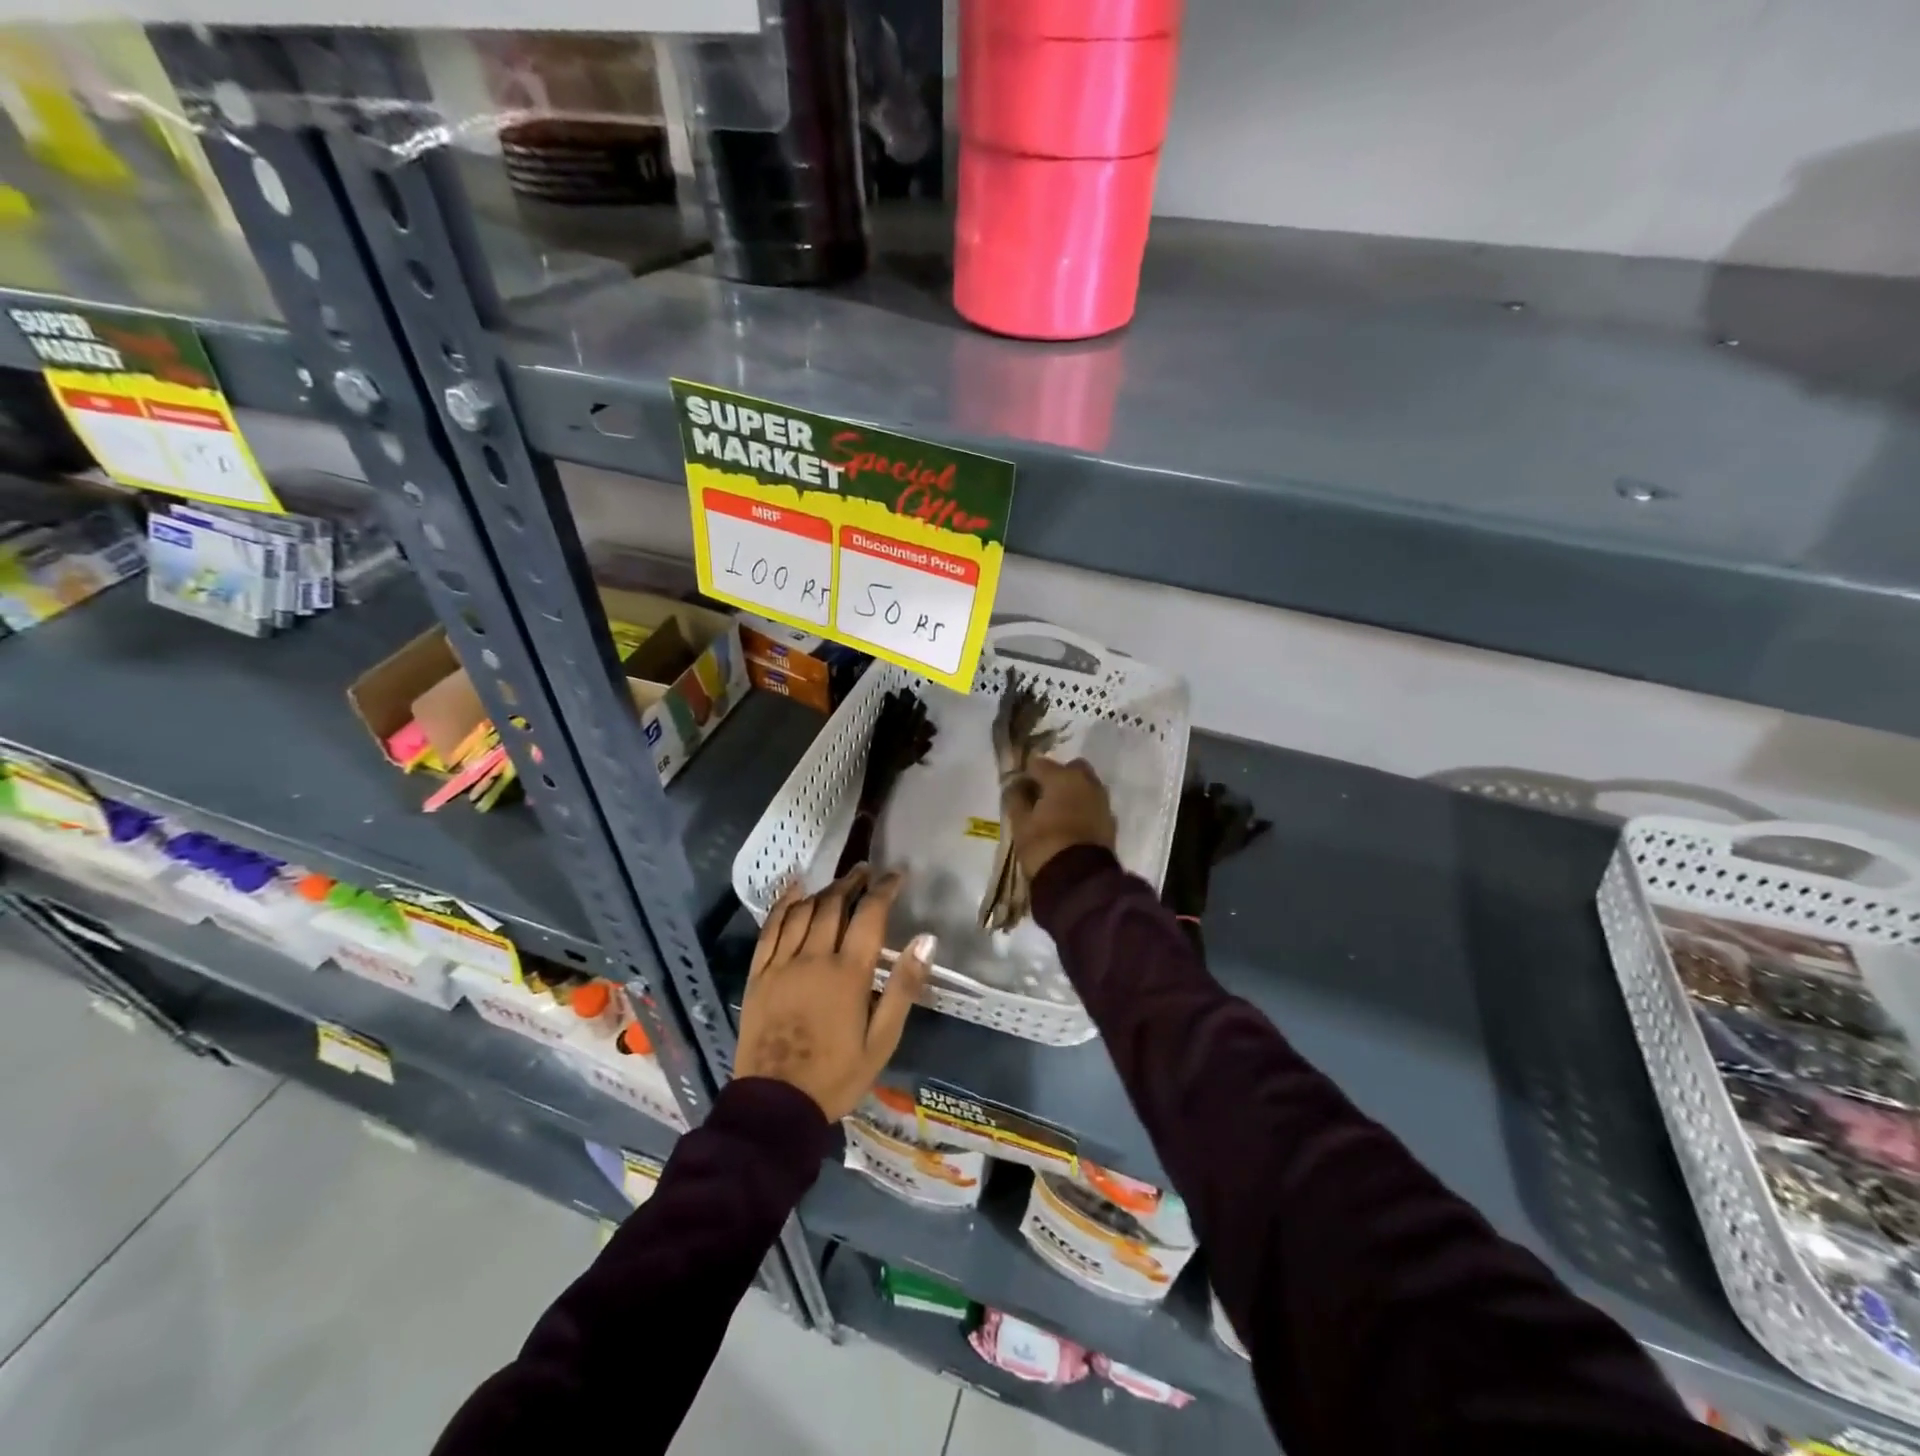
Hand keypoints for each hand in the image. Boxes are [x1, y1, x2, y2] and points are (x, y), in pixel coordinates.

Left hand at [735, 866, 933, 1121]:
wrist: (776, 1106)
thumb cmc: (837, 1076)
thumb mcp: (882, 1040)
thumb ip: (904, 987)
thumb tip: (926, 940)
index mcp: (848, 974)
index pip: (869, 914)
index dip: (884, 889)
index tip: (897, 875)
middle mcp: (813, 958)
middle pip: (833, 905)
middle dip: (853, 883)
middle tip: (866, 872)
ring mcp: (781, 964)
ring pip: (802, 912)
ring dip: (823, 891)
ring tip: (839, 883)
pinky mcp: (758, 975)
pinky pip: (770, 929)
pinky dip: (783, 904)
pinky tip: (794, 890)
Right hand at [1002, 756, 1116, 880]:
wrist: (1079, 879)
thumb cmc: (1044, 845)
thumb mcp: (1020, 823)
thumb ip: (1016, 798)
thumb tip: (1016, 786)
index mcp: (1062, 777)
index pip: (1039, 764)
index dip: (1027, 775)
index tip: (1019, 790)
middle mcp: (1086, 782)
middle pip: (1070, 769)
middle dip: (1057, 777)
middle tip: (1042, 797)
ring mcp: (1102, 801)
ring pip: (1086, 786)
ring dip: (1073, 792)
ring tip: (1057, 813)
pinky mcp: (1111, 821)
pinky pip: (1094, 805)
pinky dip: (1084, 809)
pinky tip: (1072, 825)